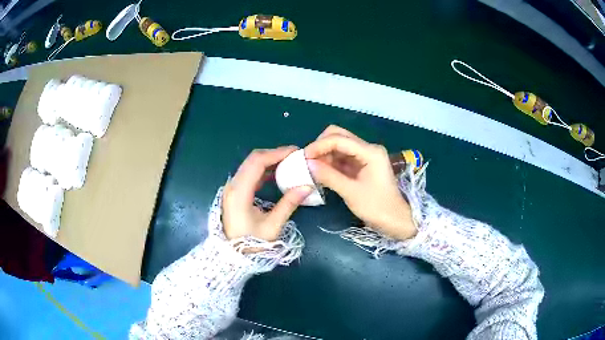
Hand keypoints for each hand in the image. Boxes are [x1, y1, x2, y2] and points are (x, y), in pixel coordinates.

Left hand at [223, 146, 312, 241]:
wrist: (234, 255)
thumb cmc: (252, 243)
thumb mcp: (272, 226)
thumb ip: (288, 204)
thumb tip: (307, 186)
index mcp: (239, 192)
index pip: (257, 162)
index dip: (277, 153)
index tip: (295, 152)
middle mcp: (233, 185)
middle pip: (253, 159)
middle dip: (274, 154)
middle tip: (295, 156)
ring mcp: (232, 188)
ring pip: (250, 165)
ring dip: (269, 161)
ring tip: (289, 162)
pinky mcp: (235, 192)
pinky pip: (249, 174)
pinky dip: (264, 170)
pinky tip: (277, 173)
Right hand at [304, 125, 416, 240]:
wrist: (396, 220)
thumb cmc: (377, 207)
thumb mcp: (351, 192)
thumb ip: (329, 176)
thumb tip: (307, 164)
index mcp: (370, 151)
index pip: (339, 139)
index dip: (318, 146)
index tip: (303, 158)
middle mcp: (368, 148)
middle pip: (339, 136)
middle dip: (321, 146)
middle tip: (308, 162)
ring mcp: (366, 156)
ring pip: (339, 147)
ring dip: (325, 155)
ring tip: (311, 169)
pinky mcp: (363, 165)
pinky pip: (343, 158)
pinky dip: (331, 163)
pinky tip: (321, 172)